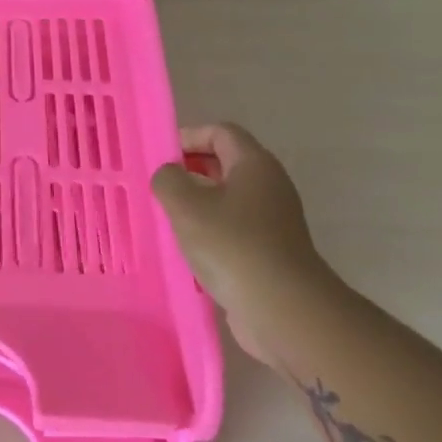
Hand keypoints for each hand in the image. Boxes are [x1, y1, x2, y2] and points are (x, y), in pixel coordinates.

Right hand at [151, 123, 319, 365]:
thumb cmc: (232, 244)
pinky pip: (233, 229)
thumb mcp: (185, 204)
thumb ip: (168, 179)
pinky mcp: (269, 252)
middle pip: (225, 164)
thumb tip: (169, 176)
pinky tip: (187, 250)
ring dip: (196, 205)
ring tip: (165, 219)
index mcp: (254, 165)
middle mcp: (269, 186)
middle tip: (158, 187)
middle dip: (189, 171)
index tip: (161, 157)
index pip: (221, 132)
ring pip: (227, 199)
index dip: (188, 137)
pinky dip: (209, 232)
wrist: (283, 309)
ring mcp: (273, 221)